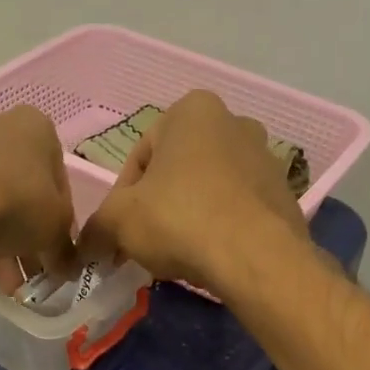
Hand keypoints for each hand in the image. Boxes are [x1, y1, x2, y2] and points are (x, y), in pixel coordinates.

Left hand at [0, 107, 77, 292]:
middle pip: (21, 196)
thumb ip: (65, 250)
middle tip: (26, 276)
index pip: (59, 183)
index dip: (59, 225)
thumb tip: (68, 268)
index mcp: (37, 130)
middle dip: (25, 243)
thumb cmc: (17, 203)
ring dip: (0, 249)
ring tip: (1, 285)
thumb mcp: (55, 231)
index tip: (54, 253)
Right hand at [78, 90, 307, 288]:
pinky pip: (237, 208)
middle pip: (176, 171)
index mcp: (192, 111)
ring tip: (177, 253)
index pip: (139, 156)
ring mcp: (265, 157)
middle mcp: (234, 122)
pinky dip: (219, 227)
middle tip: (144, 242)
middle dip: (157, 205)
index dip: (122, 198)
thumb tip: (86, 246)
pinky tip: (209, 255)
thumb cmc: (179, 220)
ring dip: (187, 216)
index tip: (120, 231)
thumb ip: (95, 227)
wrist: (256, 258)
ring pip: (207, 189)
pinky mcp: (284, 193)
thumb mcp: (118, 221)